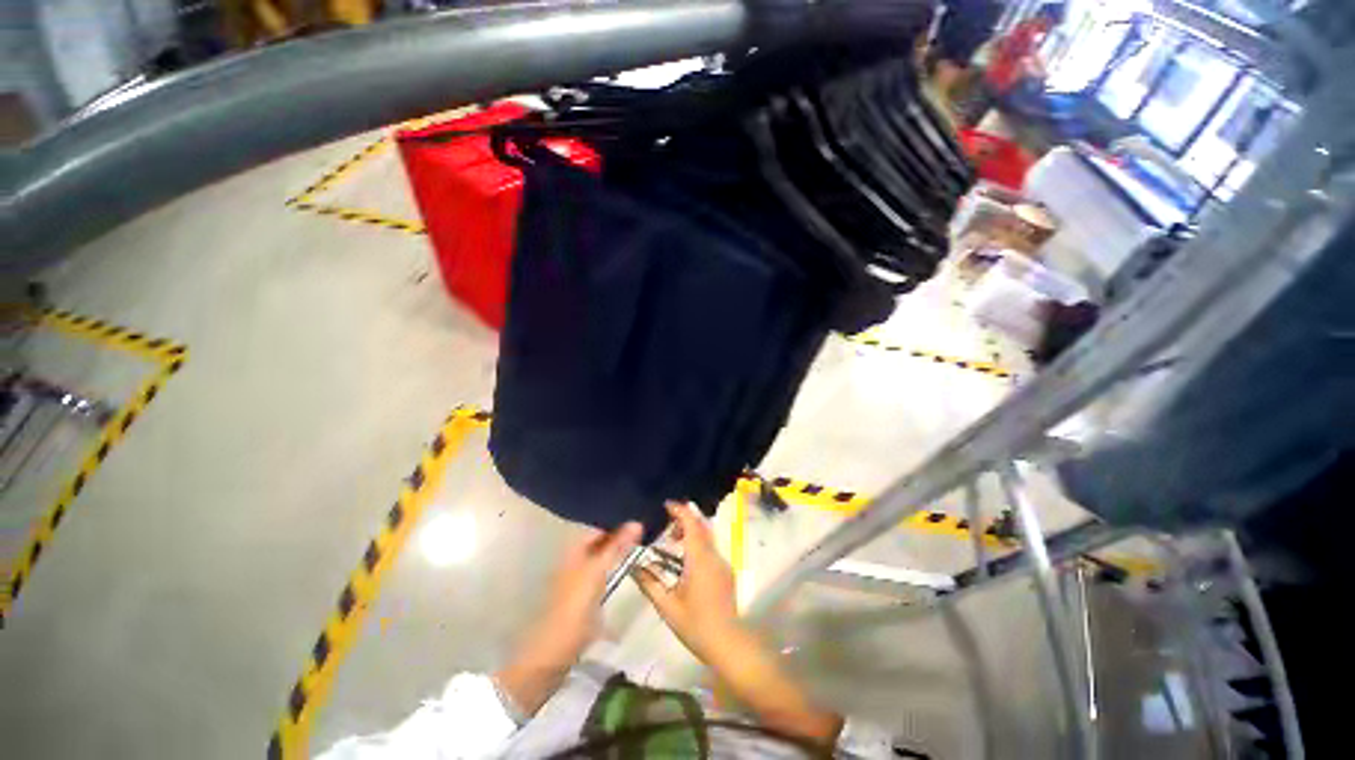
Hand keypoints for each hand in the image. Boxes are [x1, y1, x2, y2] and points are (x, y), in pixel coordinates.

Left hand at [538, 521, 642, 659]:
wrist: (554, 651)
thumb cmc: (574, 606)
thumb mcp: (596, 571)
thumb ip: (616, 546)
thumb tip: (637, 521)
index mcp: (574, 549)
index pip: (598, 525)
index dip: (616, 519)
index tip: (639, 513)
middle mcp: (576, 559)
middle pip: (600, 539)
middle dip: (620, 533)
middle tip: (645, 525)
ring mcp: (580, 577)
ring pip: (603, 555)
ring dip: (619, 548)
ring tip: (642, 540)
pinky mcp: (586, 595)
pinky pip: (604, 571)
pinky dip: (616, 565)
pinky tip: (629, 566)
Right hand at [634, 503, 843, 744]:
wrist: (729, 644)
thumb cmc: (696, 625)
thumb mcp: (668, 606)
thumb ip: (650, 583)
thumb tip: (635, 566)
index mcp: (700, 559)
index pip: (692, 524)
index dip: (680, 511)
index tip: (666, 504)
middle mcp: (714, 555)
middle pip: (701, 526)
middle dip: (685, 519)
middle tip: (666, 525)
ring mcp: (722, 563)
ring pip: (707, 536)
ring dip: (691, 531)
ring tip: (672, 542)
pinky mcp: (726, 572)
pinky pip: (710, 548)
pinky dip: (697, 543)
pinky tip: (685, 560)